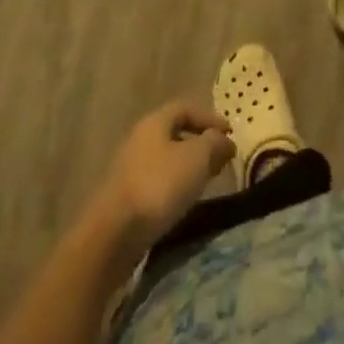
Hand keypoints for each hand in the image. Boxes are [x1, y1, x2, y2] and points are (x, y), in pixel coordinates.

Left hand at [96, 100, 234, 251]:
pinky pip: (156, 181)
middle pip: (174, 133)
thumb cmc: (159, 186)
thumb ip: (214, 144)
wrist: (114, 234)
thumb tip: (224, 140)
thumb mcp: (196, 159)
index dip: (210, 118)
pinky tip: (183, 202)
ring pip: (166, 159)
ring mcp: (129, 168)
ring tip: (206, 182)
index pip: (186, 108)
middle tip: (221, 159)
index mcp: (155, 122)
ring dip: (187, 167)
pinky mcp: (125, 197)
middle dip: (200, 143)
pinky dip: (174, 186)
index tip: (230, 134)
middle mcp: (140, 138)